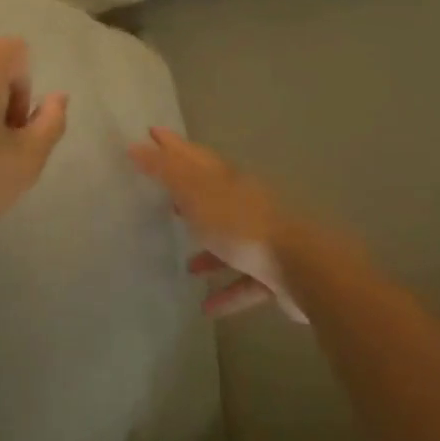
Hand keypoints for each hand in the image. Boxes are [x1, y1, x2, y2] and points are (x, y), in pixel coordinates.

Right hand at [128, 128, 306, 321]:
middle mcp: (246, 205)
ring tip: (186, 265)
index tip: (152, 133)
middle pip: (213, 196)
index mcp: (228, 181)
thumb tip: (137, 145)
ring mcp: (263, 239)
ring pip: (230, 242)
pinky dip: (227, 292)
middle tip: (164, 196)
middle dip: (189, 196)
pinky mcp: (275, 273)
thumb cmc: (242, 225)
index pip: (194, 157)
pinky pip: (245, 282)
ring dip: (209, 252)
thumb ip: (167, 172)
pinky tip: (207, 307)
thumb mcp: (197, 193)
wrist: (302, 266)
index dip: (172, 146)